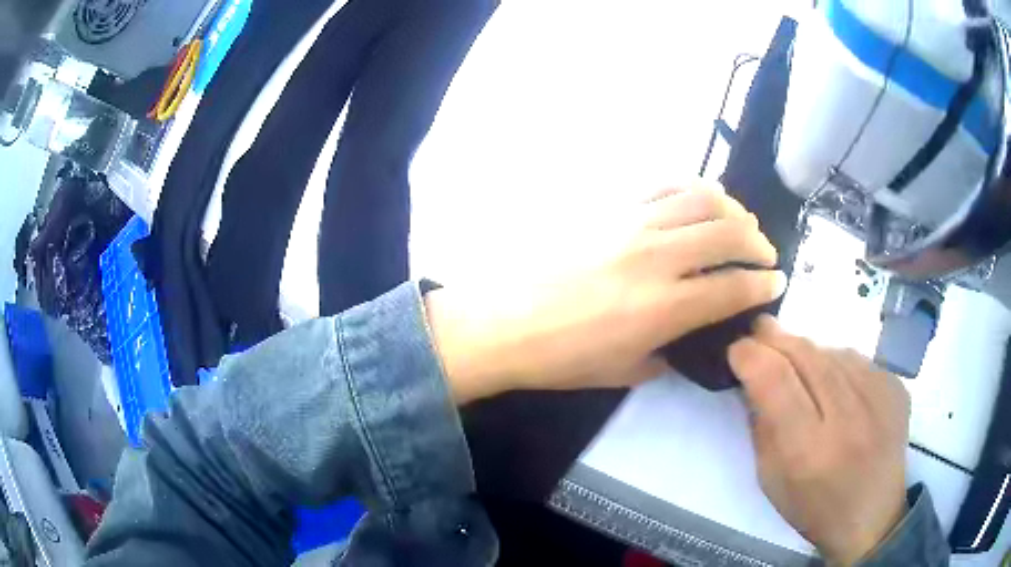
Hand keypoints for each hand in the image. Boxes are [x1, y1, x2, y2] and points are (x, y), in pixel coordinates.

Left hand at [425, 181, 786, 402]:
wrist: (502, 324)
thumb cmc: (561, 359)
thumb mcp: (624, 372)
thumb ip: (666, 352)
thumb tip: (685, 337)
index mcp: (664, 307)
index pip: (733, 287)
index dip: (763, 285)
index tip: (776, 284)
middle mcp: (657, 257)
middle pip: (729, 232)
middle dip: (758, 242)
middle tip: (764, 253)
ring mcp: (630, 223)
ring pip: (700, 197)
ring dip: (732, 208)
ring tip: (739, 221)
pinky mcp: (607, 207)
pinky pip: (660, 185)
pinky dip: (689, 187)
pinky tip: (698, 196)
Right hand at [728, 315, 910, 565]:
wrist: (873, 517)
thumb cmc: (814, 508)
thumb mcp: (771, 480)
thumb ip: (761, 426)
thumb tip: (753, 377)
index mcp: (808, 451)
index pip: (775, 379)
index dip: (751, 355)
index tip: (737, 349)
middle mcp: (847, 417)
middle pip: (806, 353)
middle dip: (776, 337)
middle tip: (759, 331)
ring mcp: (878, 398)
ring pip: (833, 351)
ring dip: (808, 351)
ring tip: (799, 364)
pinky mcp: (895, 387)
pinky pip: (858, 360)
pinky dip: (838, 363)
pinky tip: (836, 383)